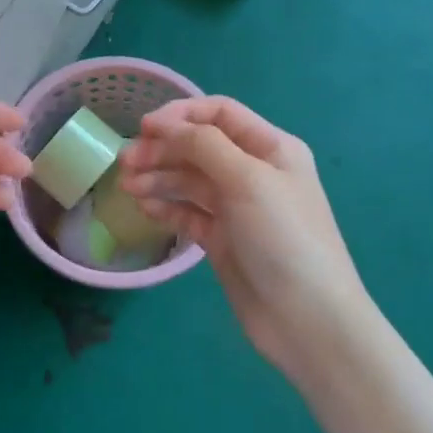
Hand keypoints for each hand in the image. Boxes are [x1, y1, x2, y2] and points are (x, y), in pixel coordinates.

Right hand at [118, 96, 369, 382]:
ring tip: (128, 188)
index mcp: (270, 147)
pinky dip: (165, 206)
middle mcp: (253, 171)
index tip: (144, 128)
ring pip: (189, 180)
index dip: (180, 114)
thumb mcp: (247, 179)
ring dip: (158, 177)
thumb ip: (203, 144)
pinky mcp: (222, 239)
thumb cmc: (283, 237)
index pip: (219, 113)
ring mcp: (237, 207)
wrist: (307, 319)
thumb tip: (165, 126)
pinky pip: (187, 212)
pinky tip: (145, 208)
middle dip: (162, 149)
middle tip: (126, 163)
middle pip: (198, 146)